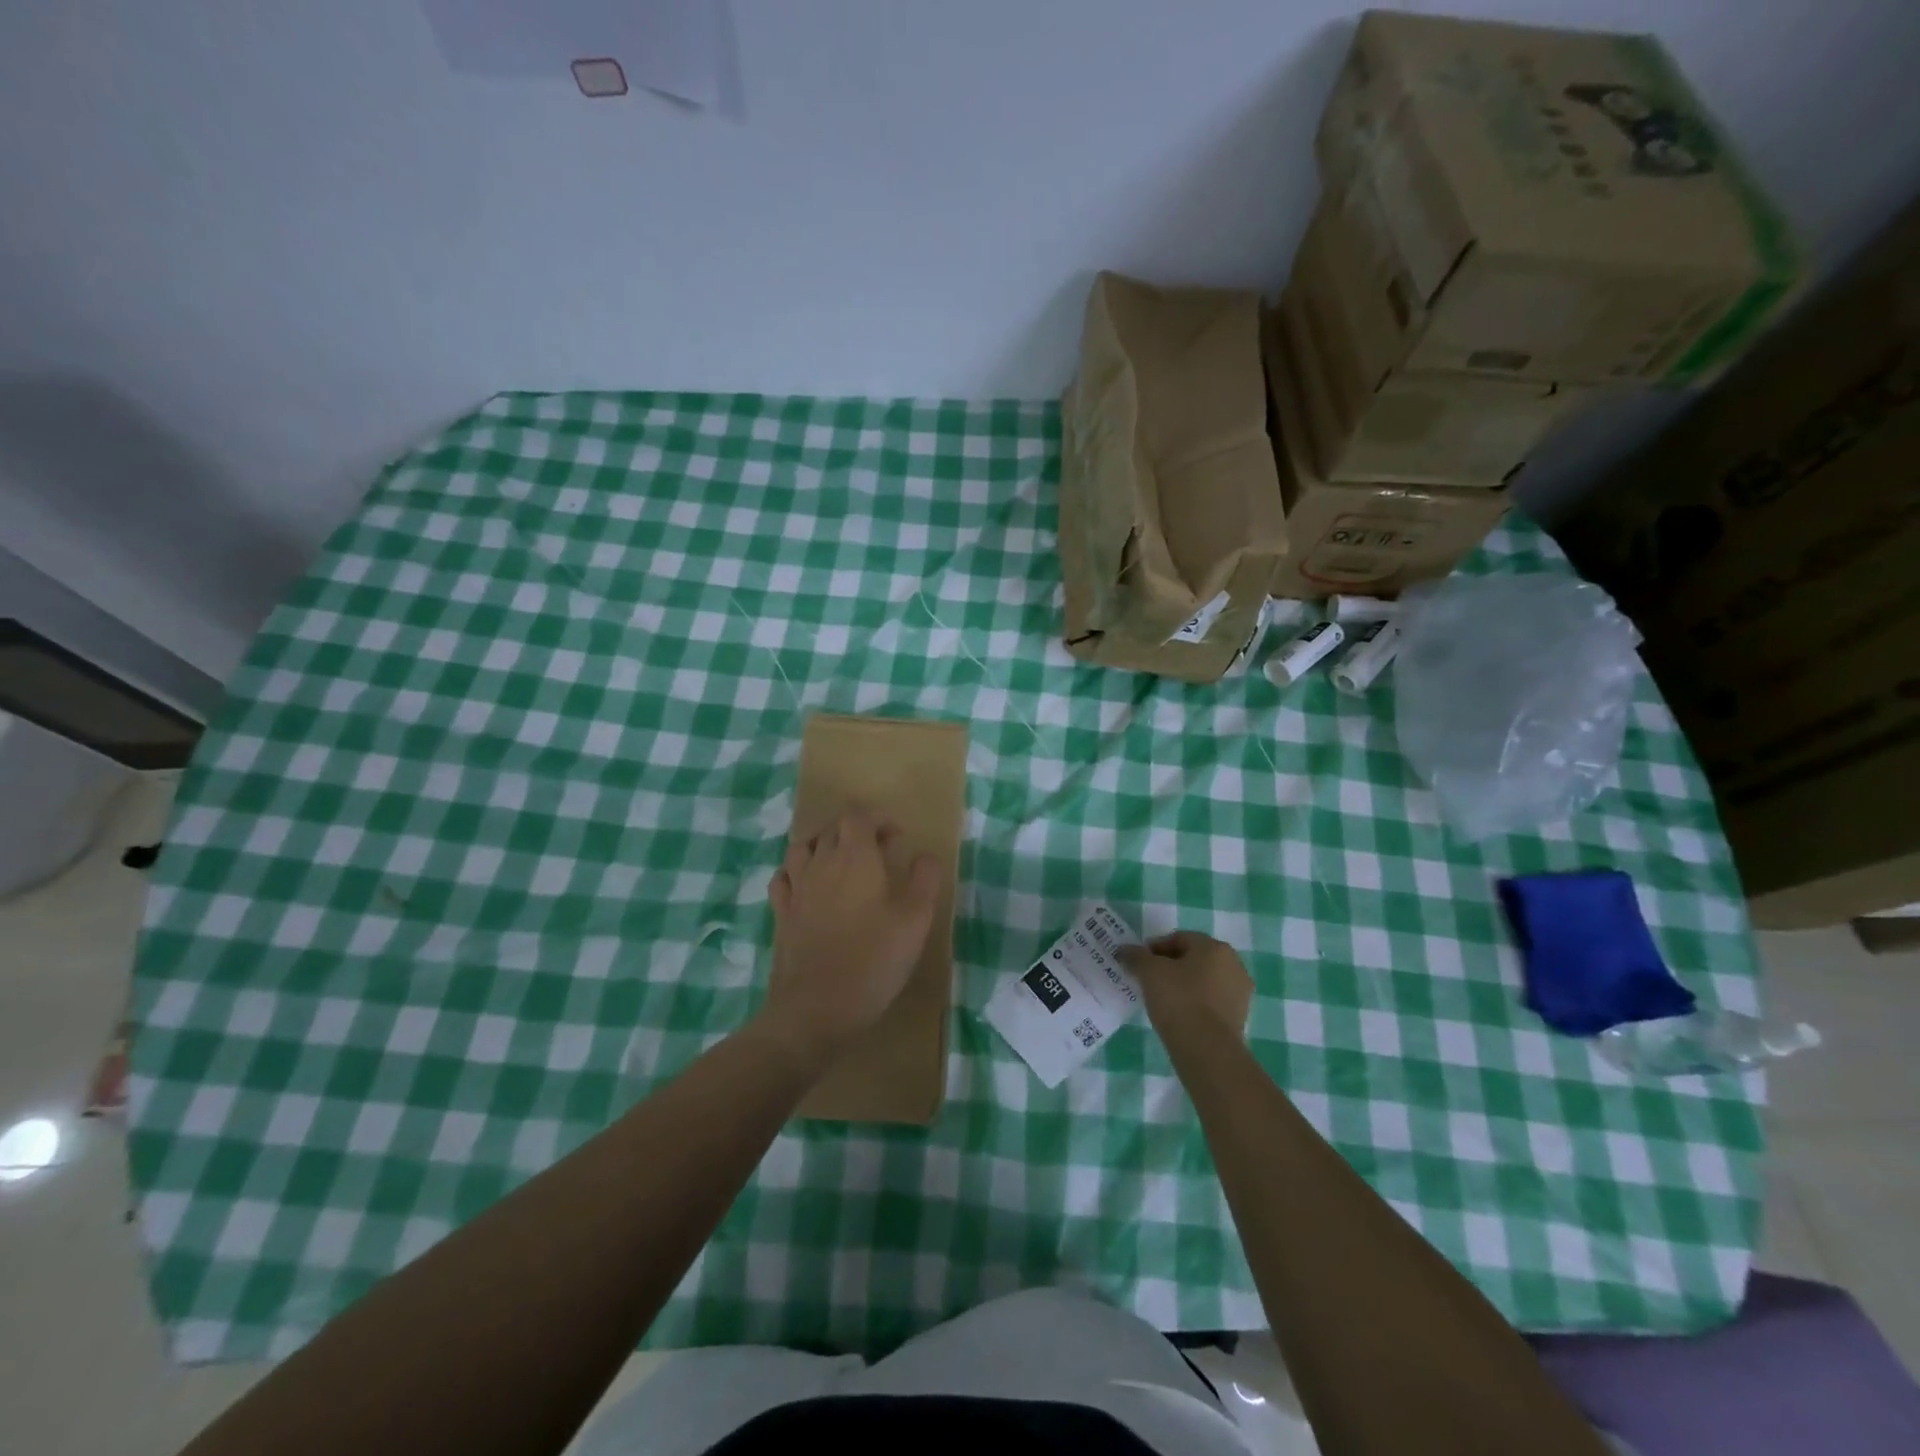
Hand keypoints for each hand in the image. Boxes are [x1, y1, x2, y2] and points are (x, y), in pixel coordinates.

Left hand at [757, 808, 941, 1067]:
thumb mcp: (915, 921)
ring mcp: (796, 888)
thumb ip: (924, 880)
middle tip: (879, 851)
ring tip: (843, 862)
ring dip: (825, 845)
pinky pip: (784, 877)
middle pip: (832, 828)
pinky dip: (797, 871)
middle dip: (856, 830)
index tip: (897, 837)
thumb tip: (924, 855)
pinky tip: (809, 886)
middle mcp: (821, 863)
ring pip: (803, 847)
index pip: (858, 816)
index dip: (878, 818)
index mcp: (855, 858)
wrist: (815, 1009)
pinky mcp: (781, 914)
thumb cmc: (873, 960)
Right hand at [1119, 931, 1252, 1039]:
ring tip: (1161, 1000)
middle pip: (1194, 959)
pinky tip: (1177, 1015)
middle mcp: (1233, 965)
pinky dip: (1194, 1004)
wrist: (1207, 1050)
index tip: (1138, 963)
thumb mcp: (1149, 972)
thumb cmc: (1179, 1000)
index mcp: (1215, 947)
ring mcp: (1240, 993)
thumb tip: (1125, 949)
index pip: (1179, 938)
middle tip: (1148, 980)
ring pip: (1203, 981)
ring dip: (1183, 986)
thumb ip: (1136, 956)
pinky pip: (1210, 1003)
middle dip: (1170, 966)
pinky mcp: (1239, 1018)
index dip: (1155, 948)